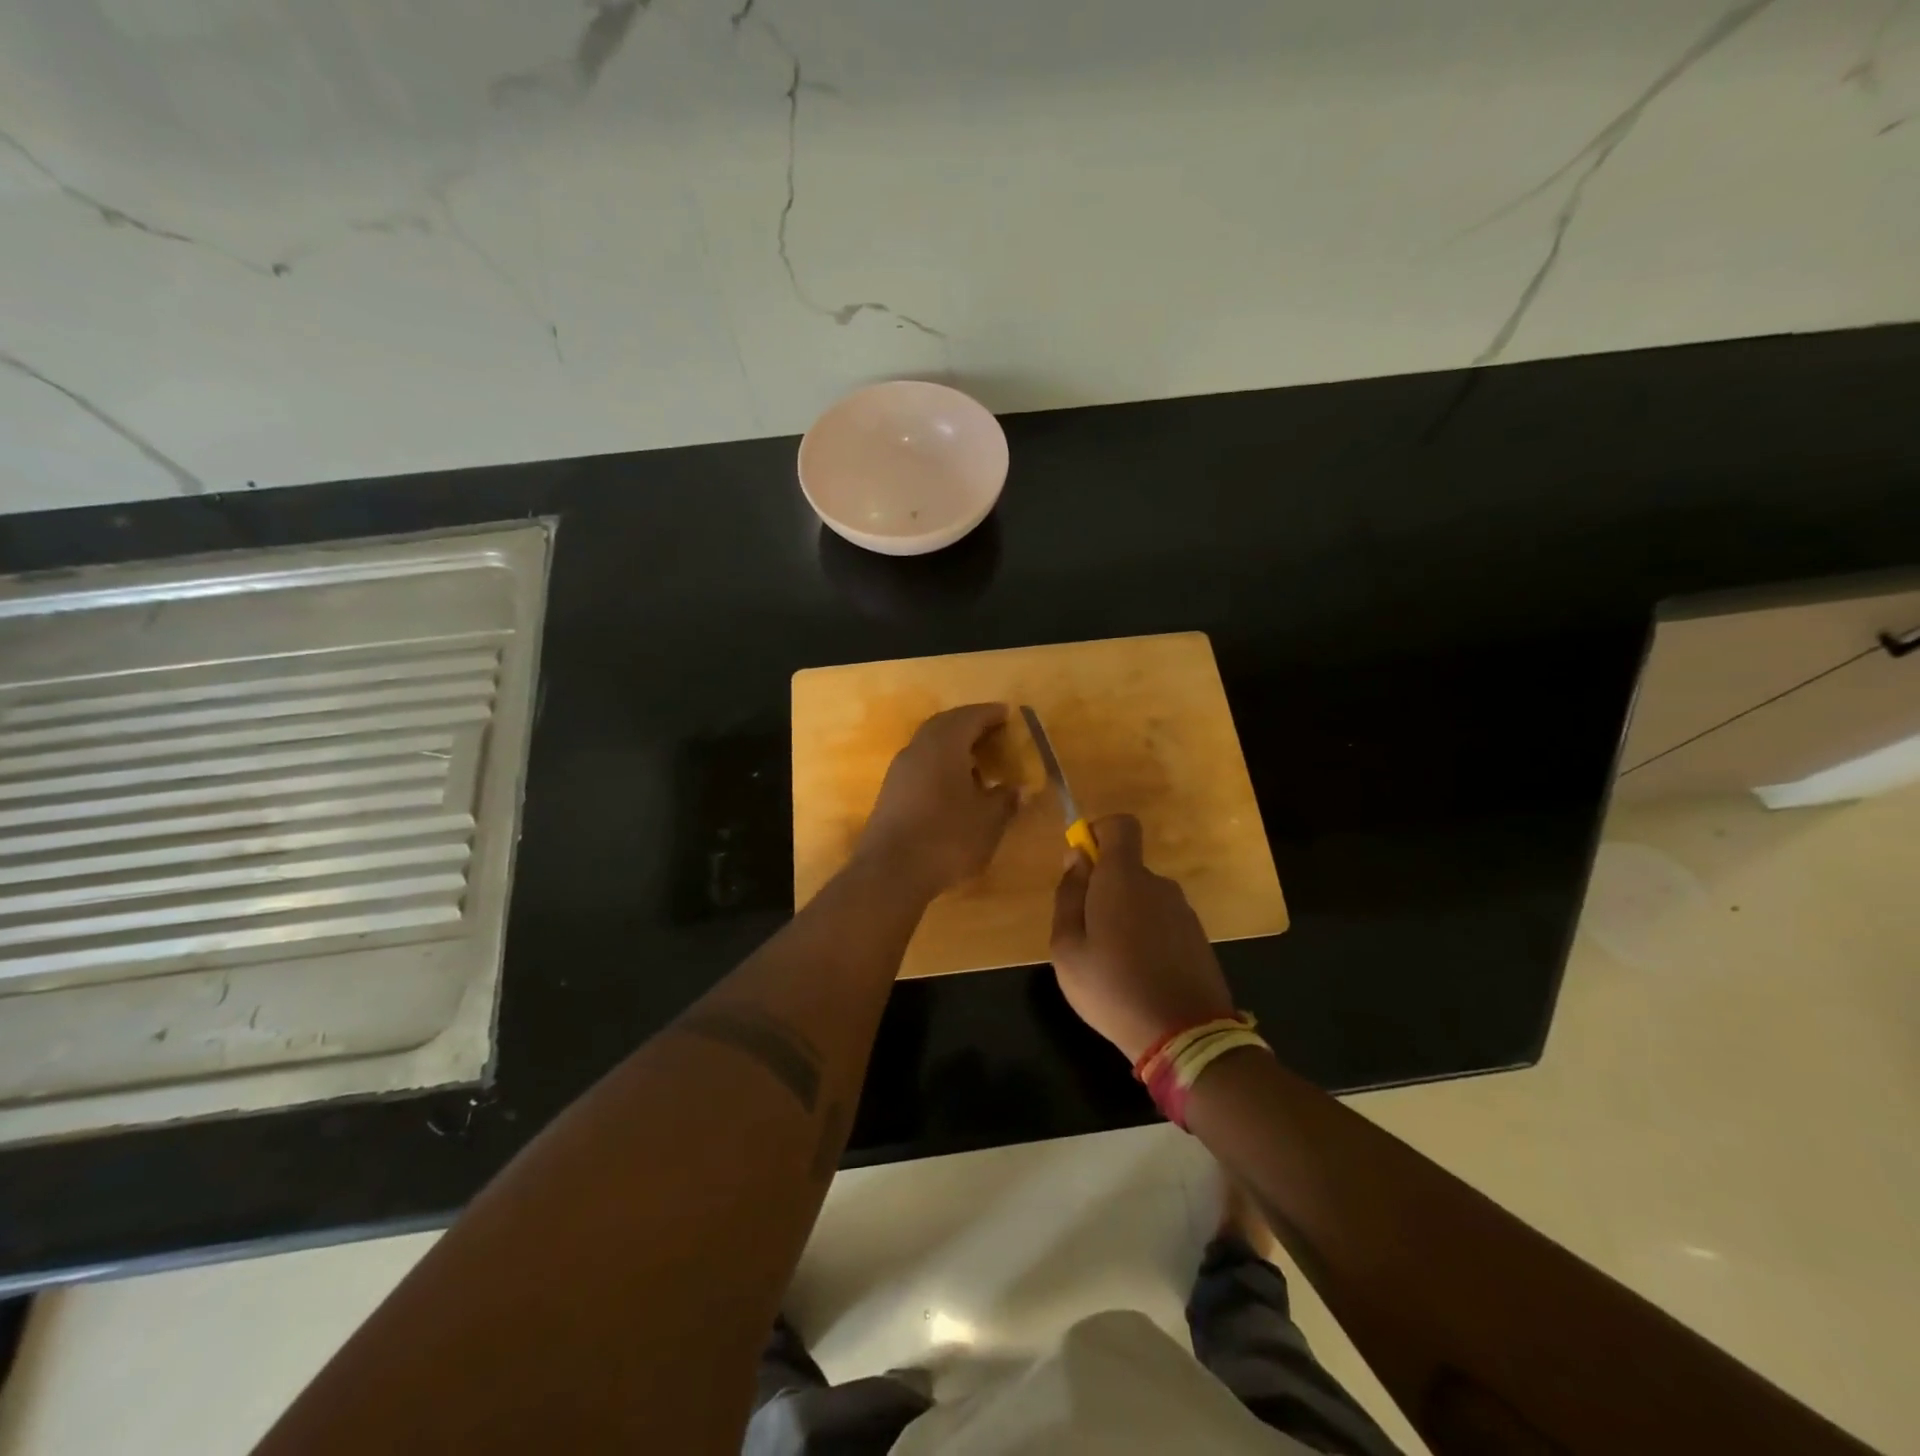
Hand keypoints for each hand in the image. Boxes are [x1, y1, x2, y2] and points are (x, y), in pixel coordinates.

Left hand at [854, 703, 1020, 897]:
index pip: (970, 717)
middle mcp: (918, 748)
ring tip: (978, 762)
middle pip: (945, 725)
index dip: (991, 714)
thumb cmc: (947, 837)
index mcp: (944, 744)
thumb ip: (1005, 799)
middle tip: (993, 734)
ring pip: (929, 745)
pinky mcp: (890, 792)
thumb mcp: (988, 820)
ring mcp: (899, 770)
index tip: (1008, 714)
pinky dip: (940, 765)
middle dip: (969, 725)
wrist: (891, 871)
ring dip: (953, 746)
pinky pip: (920, 765)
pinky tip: (954, 787)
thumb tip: (1018, 789)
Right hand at [1049, 814, 1233, 1062]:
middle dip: (1103, 888)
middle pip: (1127, 868)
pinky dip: (1147, 936)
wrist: (1184, 1035)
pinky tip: (1138, 975)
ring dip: (1124, 916)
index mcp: (1124, 877)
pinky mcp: (1197, 937)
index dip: (1098, 833)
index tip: (1081, 865)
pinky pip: (1162, 921)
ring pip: (1143, 898)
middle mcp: (1158, 884)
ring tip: (1111, 963)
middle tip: (1085, 933)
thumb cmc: (1111, 986)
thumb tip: (1076, 859)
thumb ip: (1068, 895)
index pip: (1120, 825)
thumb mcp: (1066, 946)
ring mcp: (1183, 911)